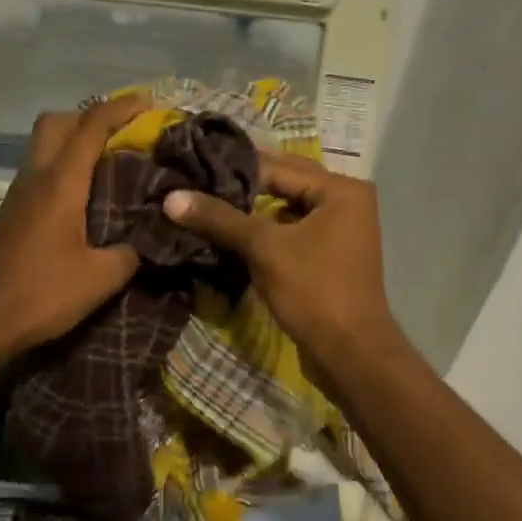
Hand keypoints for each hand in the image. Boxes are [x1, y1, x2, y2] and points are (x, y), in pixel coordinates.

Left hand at [0, 95, 150, 354]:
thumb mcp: (101, 278)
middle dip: (90, 116)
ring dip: (76, 141)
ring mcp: (19, 194)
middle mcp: (36, 177)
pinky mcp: (12, 212)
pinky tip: (87, 196)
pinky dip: (65, 166)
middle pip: (57, 122)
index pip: (90, 127)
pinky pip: (41, 170)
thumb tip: (151, 239)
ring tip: (112, 163)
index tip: (149, 104)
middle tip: (123, 135)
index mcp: (60, 183)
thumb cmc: (41, 295)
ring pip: (45, 145)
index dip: (121, 108)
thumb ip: (131, 252)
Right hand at [162, 153, 405, 378]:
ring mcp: (341, 229)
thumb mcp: (264, 249)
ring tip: (207, 207)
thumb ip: (220, 219)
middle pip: (284, 183)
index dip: (233, 170)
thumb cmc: (313, 291)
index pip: (277, 167)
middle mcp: (346, 200)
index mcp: (340, 189)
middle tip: (195, 185)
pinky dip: (265, 231)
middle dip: (242, 187)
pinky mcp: (330, 254)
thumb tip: (171, 197)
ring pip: (286, 208)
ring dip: (251, 210)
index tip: (192, 172)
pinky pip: (292, 230)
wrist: (350, 353)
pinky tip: (231, 235)